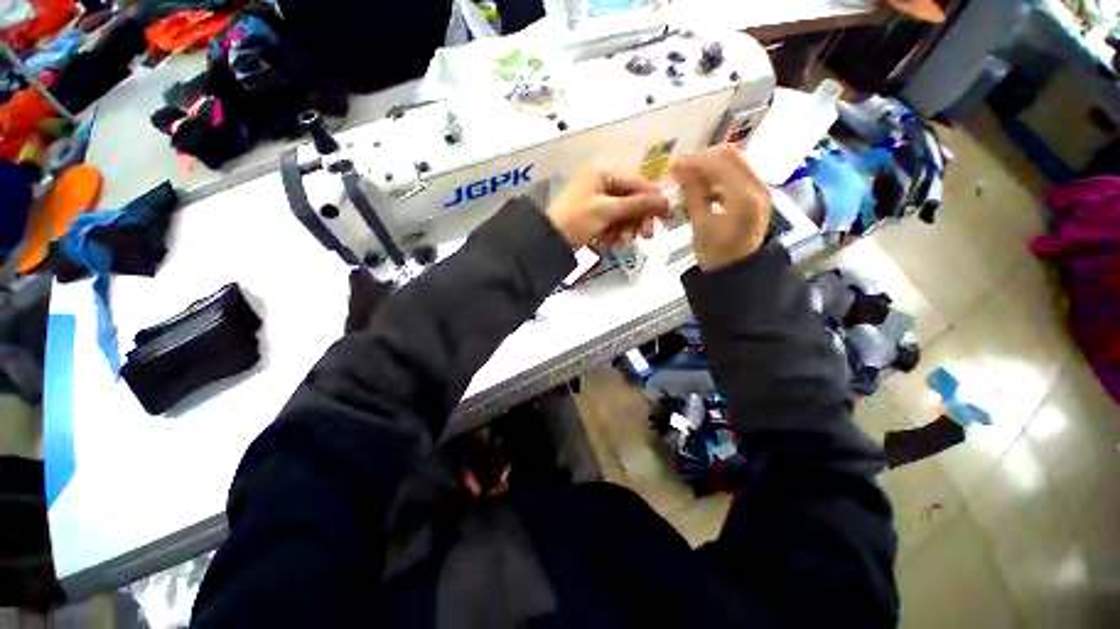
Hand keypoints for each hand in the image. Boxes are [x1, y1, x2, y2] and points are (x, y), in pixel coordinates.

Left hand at [547, 166, 671, 248]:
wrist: (550, 240)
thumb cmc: (577, 219)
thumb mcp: (608, 210)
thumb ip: (637, 204)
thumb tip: (665, 200)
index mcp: (603, 173)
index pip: (637, 183)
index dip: (654, 200)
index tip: (668, 217)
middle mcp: (601, 183)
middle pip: (631, 199)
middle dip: (637, 219)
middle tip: (645, 236)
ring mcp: (596, 200)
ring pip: (623, 213)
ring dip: (625, 229)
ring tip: (620, 242)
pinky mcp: (593, 215)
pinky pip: (612, 222)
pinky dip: (613, 233)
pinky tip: (608, 242)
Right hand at [670, 145, 771, 270]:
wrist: (737, 271)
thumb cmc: (716, 254)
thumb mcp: (700, 225)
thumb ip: (693, 194)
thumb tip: (680, 170)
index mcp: (745, 198)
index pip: (720, 163)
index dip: (695, 161)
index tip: (674, 167)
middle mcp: (759, 187)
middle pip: (731, 155)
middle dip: (703, 159)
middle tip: (681, 169)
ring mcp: (761, 188)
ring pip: (736, 161)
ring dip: (711, 165)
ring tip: (690, 178)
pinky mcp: (757, 193)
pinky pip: (738, 173)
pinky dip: (719, 175)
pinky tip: (704, 187)